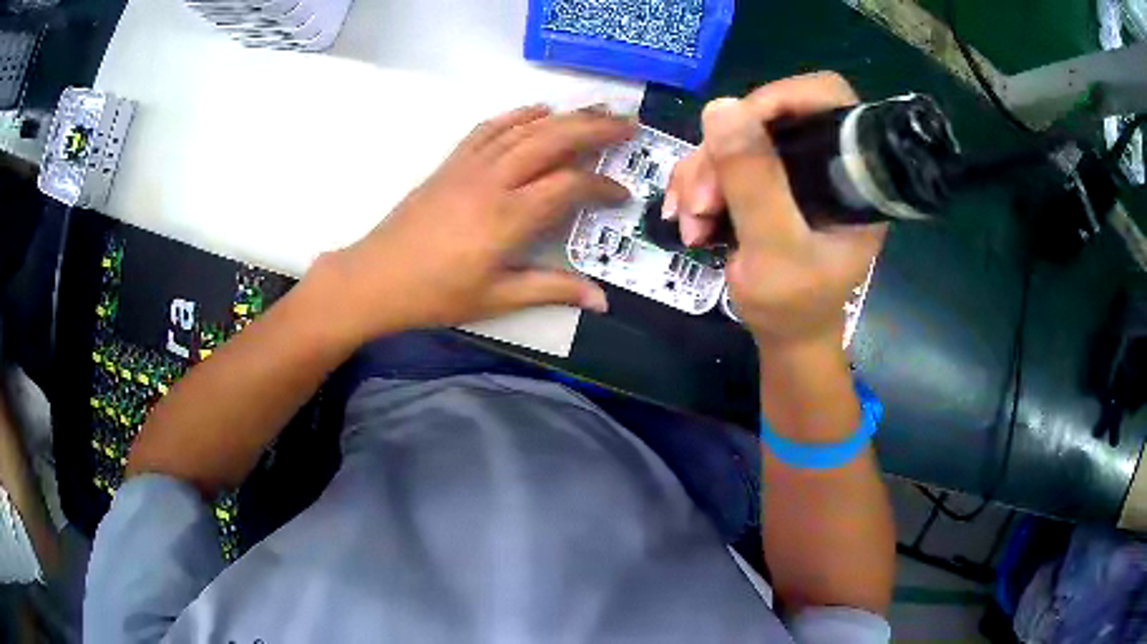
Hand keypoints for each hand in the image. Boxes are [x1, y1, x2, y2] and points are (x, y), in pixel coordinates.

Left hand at [314, 105, 634, 341]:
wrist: (376, 277)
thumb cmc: (436, 294)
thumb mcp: (497, 298)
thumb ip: (552, 290)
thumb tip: (602, 301)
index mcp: (509, 216)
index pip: (570, 186)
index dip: (602, 187)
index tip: (622, 195)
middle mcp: (494, 180)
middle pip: (553, 140)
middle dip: (595, 129)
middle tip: (628, 124)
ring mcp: (470, 165)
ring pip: (525, 128)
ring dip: (564, 115)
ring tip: (596, 109)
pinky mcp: (452, 162)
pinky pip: (489, 127)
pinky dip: (517, 114)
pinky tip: (537, 109)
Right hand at [665, 73, 885, 348]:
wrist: (783, 335)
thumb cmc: (793, 305)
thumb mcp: (774, 250)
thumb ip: (754, 183)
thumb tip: (721, 107)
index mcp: (852, 173)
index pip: (826, 100)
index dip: (780, 98)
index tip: (733, 127)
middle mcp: (825, 161)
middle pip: (768, 118)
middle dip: (723, 155)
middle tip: (699, 202)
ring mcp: (794, 169)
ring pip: (736, 138)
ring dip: (701, 175)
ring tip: (689, 223)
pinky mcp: (768, 180)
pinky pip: (722, 159)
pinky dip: (698, 184)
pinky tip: (688, 218)